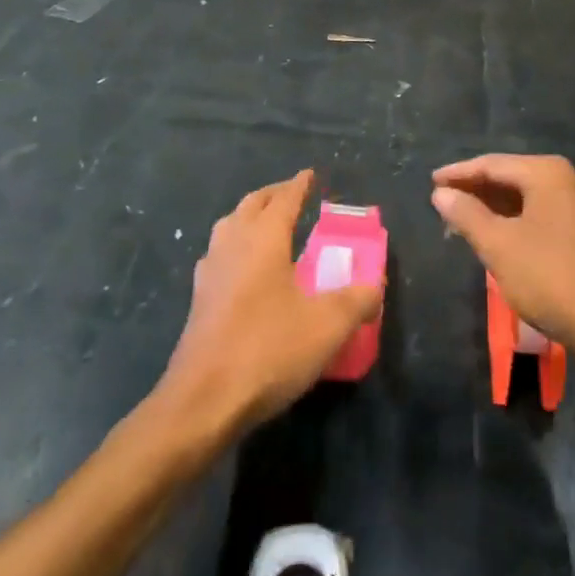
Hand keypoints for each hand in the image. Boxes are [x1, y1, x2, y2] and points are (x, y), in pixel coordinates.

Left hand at [158, 170, 381, 433]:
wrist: (203, 401)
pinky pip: (218, 256)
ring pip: (228, 227)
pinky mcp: (198, 301)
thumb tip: (375, 286)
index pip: (283, 200)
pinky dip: (234, 247)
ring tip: (266, 226)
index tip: (309, 174)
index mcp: (263, 240)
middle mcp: (232, 245)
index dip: (299, 185)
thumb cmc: (268, 350)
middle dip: (272, 195)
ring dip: (248, 217)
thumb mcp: (327, 326)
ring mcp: (210, 273)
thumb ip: (357, 301)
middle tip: (291, 195)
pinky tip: (242, 270)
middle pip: (250, 206)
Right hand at [431, 154, 574, 370]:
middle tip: (442, 203)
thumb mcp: (499, 245)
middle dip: (475, 190)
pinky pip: (538, 212)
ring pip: (524, 196)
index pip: (492, 164)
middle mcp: (565, 179)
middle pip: (509, 176)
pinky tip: (495, 235)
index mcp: (546, 172)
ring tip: (461, 220)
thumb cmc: (550, 278)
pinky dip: (512, 219)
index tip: (430, 182)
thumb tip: (441, 192)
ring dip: (492, 207)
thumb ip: (467, 215)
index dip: (458, 173)